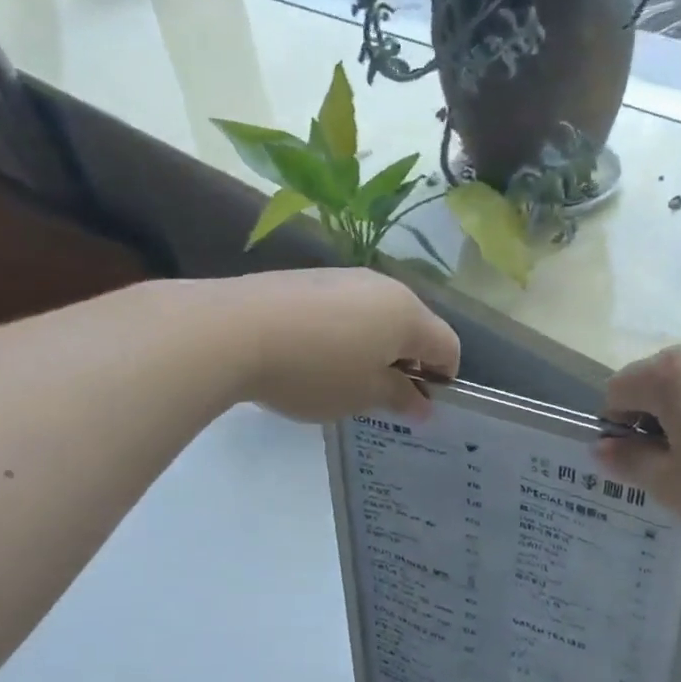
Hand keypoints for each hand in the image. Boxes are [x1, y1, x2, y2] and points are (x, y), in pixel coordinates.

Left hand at [215, 269, 459, 421]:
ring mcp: (345, 277)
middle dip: (407, 361)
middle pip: (414, 326)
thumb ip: (400, 397)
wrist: (232, 330)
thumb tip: (423, 404)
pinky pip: (345, 308)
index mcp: (408, 314)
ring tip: (343, 378)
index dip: (443, 378)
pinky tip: (313, 356)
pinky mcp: (310, 278)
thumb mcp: (362, 395)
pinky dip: (344, 333)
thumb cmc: (314, 370)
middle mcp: (384, 287)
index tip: (420, 405)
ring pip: (377, 315)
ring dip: (375, 347)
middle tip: (381, 395)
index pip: (448, 346)